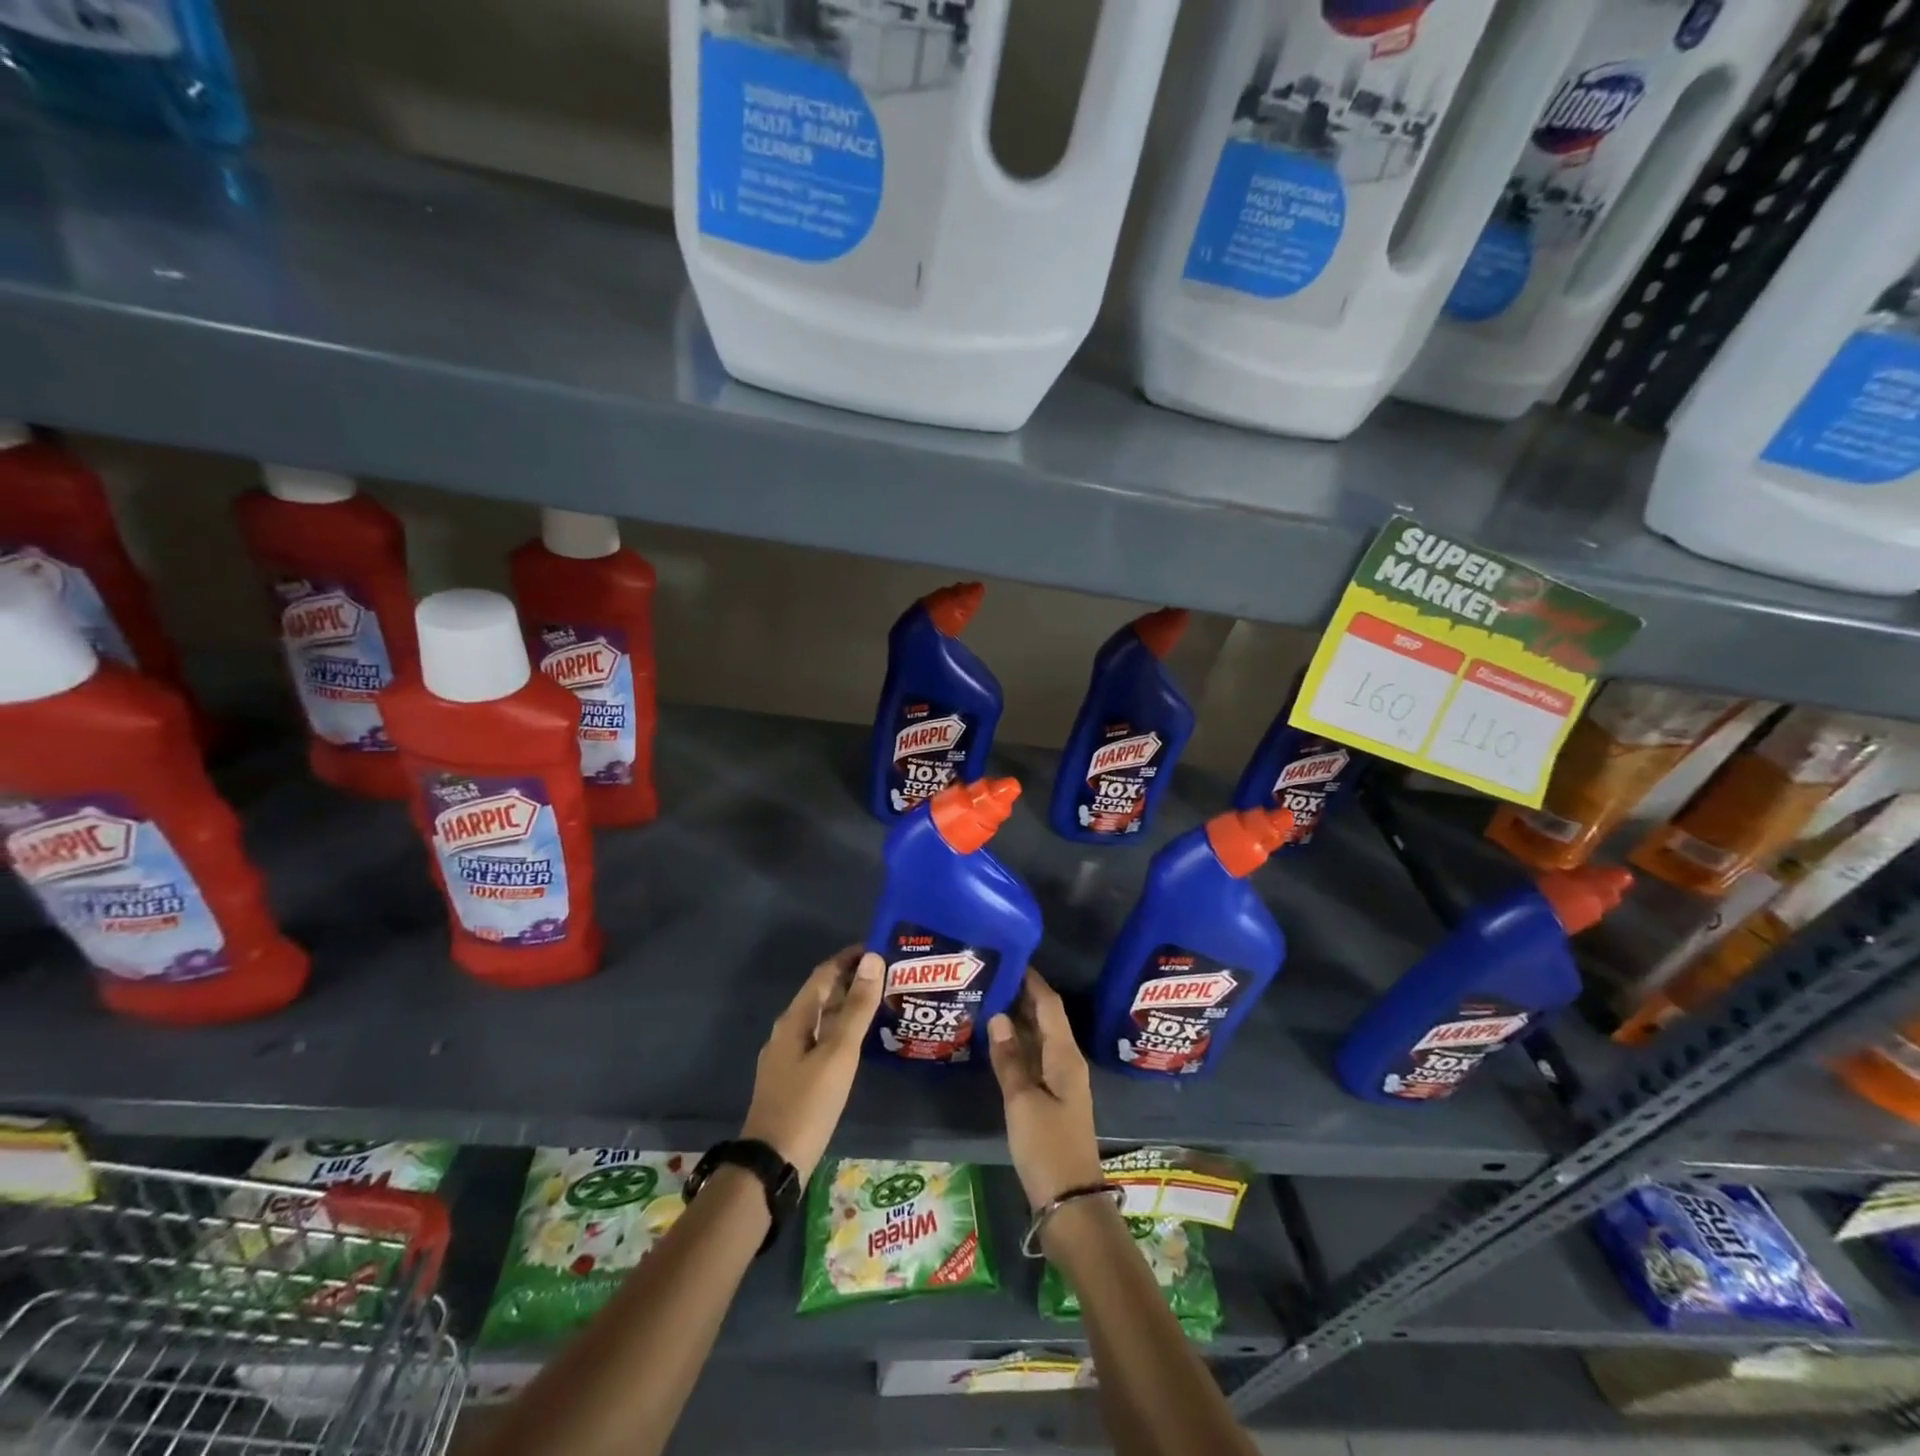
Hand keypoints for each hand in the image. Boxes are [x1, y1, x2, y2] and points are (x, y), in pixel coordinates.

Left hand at [741, 946, 883, 1181]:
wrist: (772, 1166)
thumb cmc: (808, 1104)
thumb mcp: (838, 1053)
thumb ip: (856, 1007)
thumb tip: (872, 959)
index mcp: (794, 1019)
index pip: (823, 974)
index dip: (849, 958)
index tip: (881, 948)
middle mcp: (787, 1032)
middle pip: (821, 995)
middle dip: (851, 981)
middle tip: (889, 975)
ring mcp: (787, 1058)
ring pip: (821, 1020)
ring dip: (848, 1007)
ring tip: (882, 1004)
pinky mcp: (793, 1080)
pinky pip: (820, 1042)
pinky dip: (841, 1032)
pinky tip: (860, 1044)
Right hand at [987, 969, 1104, 1209]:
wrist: (1070, 1203)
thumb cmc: (1047, 1147)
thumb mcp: (1022, 1101)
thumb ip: (1009, 1059)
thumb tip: (998, 1016)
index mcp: (1065, 1056)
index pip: (1049, 1005)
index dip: (1032, 981)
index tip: (1010, 958)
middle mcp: (1067, 1062)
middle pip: (1045, 1019)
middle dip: (1022, 997)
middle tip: (991, 977)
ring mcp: (1061, 1082)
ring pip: (1039, 1040)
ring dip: (1018, 1021)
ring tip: (988, 1002)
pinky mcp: (1052, 1100)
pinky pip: (1035, 1060)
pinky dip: (1017, 1047)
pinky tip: (997, 1044)